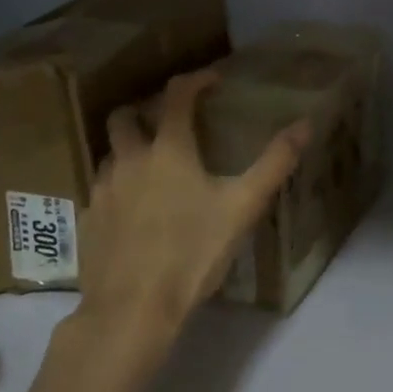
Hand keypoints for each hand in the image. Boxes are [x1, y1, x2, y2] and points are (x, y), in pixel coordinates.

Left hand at [80, 68, 309, 335]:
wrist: (132, 310)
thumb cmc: (192, 253)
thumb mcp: (243, 207)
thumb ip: (275, 163)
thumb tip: (305, 124)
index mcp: (168, 150)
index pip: (177, 96)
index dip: (196, 80)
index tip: (213, 81)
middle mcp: (129, 160)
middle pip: (125, 117)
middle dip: (145, 110)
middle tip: (168, 123)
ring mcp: (102, 191)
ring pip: (109, 154)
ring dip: (129, 149)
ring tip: (153, 167)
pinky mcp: (87, 221)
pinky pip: (100, 190)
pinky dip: (118, 187)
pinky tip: (134, 211)